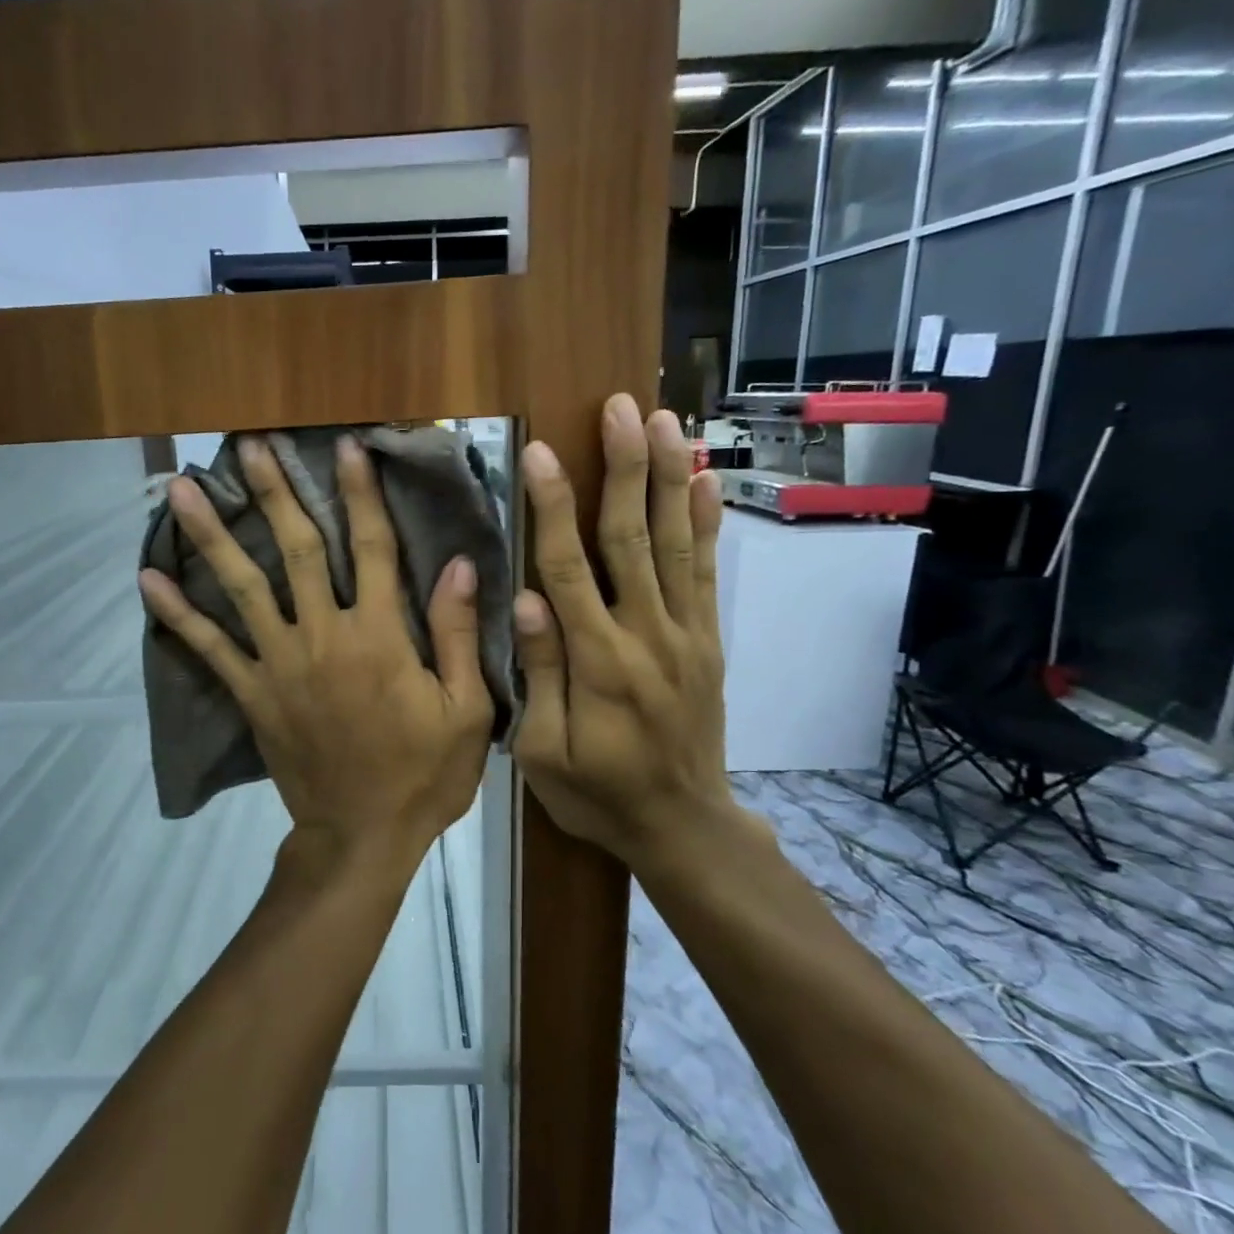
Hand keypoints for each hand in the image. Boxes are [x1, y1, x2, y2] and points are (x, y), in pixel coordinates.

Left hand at [140, 435, 494, 884]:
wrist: (361, 838)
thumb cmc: (422, 775)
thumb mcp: (466, 710)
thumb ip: (457, 634)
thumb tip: (456, 564)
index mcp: (379, 637)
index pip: (371, 548)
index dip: (360, 494)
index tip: (347, 447)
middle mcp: (322, 636)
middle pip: (295, 550)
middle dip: (275, 493)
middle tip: (250, 444)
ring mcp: (278, 664)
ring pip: (240, 587)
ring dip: (211, 534)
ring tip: (179, 489)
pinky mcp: (251, 694)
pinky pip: (208, 649)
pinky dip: (177, 613)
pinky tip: (148, 578)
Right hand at [512, 394, 769, 877]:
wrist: (681, 825)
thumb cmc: (597, 792)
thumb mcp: (544, 752)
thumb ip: (539, 674)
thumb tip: (525, 600)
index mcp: (597, 661)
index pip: (569, 568)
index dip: (553, 508)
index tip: (542, 453)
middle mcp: (647, 634)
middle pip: (633, 538)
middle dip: (624, 468)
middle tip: (620, 408)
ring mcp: (685, 633)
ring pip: (676, 543)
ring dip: (668, 478)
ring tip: (664, 421)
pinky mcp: (708, 640)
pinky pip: (708, 573)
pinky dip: (706, 523)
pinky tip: (703, 480)